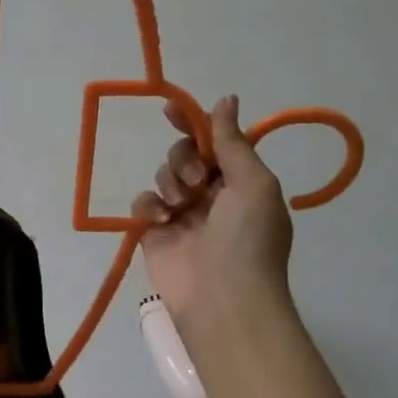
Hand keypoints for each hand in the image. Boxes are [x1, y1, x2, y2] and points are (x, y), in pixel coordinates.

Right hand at [131, 96, 293, 323]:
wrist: (223, 298)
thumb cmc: (247, 237)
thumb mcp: (253, 182)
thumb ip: (233, 141)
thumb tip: (226, 99)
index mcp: (240, 181)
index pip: (214, 141)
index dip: (194, 122)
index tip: (171, 109)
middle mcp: (211, 194)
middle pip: (184, 154)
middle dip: (184, 158)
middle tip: (195, 180)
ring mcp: (182, 214)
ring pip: (163, 175)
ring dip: (170, 182)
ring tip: (181, 207)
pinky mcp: (154, 232)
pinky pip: (143, 202)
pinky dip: (149, 206)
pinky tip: (161, 220)